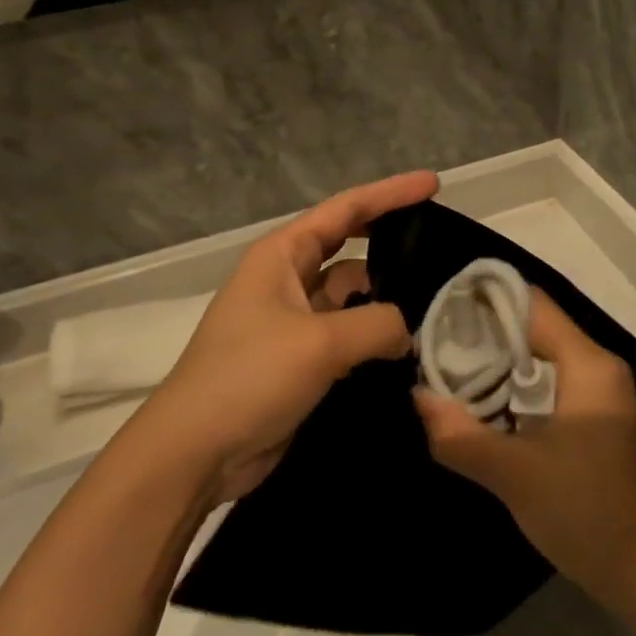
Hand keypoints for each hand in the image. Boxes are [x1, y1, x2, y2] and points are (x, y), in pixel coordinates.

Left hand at [133, 171, 439, 503]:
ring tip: (436, 303)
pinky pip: (346, 333)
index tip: (434, 183)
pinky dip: (373, 336)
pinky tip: (409, 346)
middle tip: (440, 246)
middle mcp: (286, 278)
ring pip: (350, 295)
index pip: (346, 209)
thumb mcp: (320, 342)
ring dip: (385, 298)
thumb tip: (406, 330)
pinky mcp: (299, 359)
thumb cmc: (250, 377)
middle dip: (390, 242)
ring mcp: (292, 320)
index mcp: (282, 254)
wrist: (195, 452)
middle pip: (349, 247)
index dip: (392, 193)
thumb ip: (377, 324)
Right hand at [414, 292, 635, 605]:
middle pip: (535, 327)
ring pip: (541, 356)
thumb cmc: (587, 513)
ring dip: (498, 362)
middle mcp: (598, 367)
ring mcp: (601, 394)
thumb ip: (461, 434)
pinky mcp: (596, 420)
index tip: (441, 309)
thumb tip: (417, 396)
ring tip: (449, 369)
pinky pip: (549, 382)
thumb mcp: (514, 475)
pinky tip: (484, 404)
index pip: (532, 304)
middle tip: (436, 344)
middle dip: (485, 333)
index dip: (486, 300)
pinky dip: (516, 385)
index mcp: (588, 364)